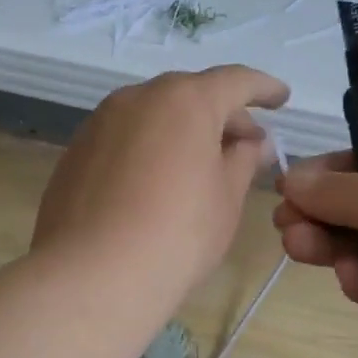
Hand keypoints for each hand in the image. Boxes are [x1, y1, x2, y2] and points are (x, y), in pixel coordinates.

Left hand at [33, 67, 289, 304]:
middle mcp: (138, 98)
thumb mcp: (226, 198)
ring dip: (182, 130)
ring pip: (153, 114)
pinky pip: (124, 137)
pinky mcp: (76, 151)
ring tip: (200, 165)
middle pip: (190, 95)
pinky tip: (156, 182)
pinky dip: (149, 147)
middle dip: (222, 115)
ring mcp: (100, 122)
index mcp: (185, 100)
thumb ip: (244, 160)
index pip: (235, 81)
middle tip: (245, 146)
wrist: (92, 276)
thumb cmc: (178, 234)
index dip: (263, 88)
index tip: (281, 100)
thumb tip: (253, 143)